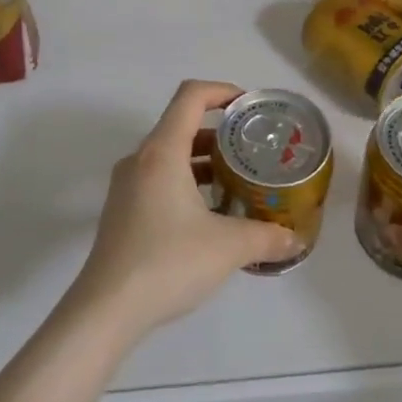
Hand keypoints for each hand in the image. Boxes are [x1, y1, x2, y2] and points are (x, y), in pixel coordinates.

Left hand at [68, 80, 301, 341]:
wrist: (106, 310)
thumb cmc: (167, 262)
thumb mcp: (227, 247)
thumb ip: (266, 236)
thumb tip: (296, 239)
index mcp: (162, 151)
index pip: (191, 96)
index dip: (222, 91)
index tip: (250, 106)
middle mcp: (141, 159)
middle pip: (182, 125)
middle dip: (220, 133)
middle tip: (253, 149)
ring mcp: (127, 185)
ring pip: (170, 155)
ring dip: (204, 161)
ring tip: (238, 182)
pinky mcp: (122, 211)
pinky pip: (159, 179)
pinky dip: (187, 183)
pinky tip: (211, 215)